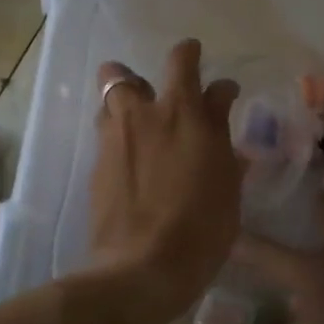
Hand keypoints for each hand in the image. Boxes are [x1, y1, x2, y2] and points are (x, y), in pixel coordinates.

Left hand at [89, 40, 242, 306]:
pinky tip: (131, 163)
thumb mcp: (227, 180)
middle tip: (156, 95)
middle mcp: (141, 116)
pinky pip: (104, 136)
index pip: (183, 61)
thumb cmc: (202, 225)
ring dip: (121, 106)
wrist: (144, 266)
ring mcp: (112, 141)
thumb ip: (220, 134)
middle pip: (120, 73)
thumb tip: (219, 102)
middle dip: (137, 75)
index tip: (207, 74)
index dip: (194, 57)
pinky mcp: (96, 168)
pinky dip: (118, 139)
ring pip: (105, 104)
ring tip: (139, 128)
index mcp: (182, 112)